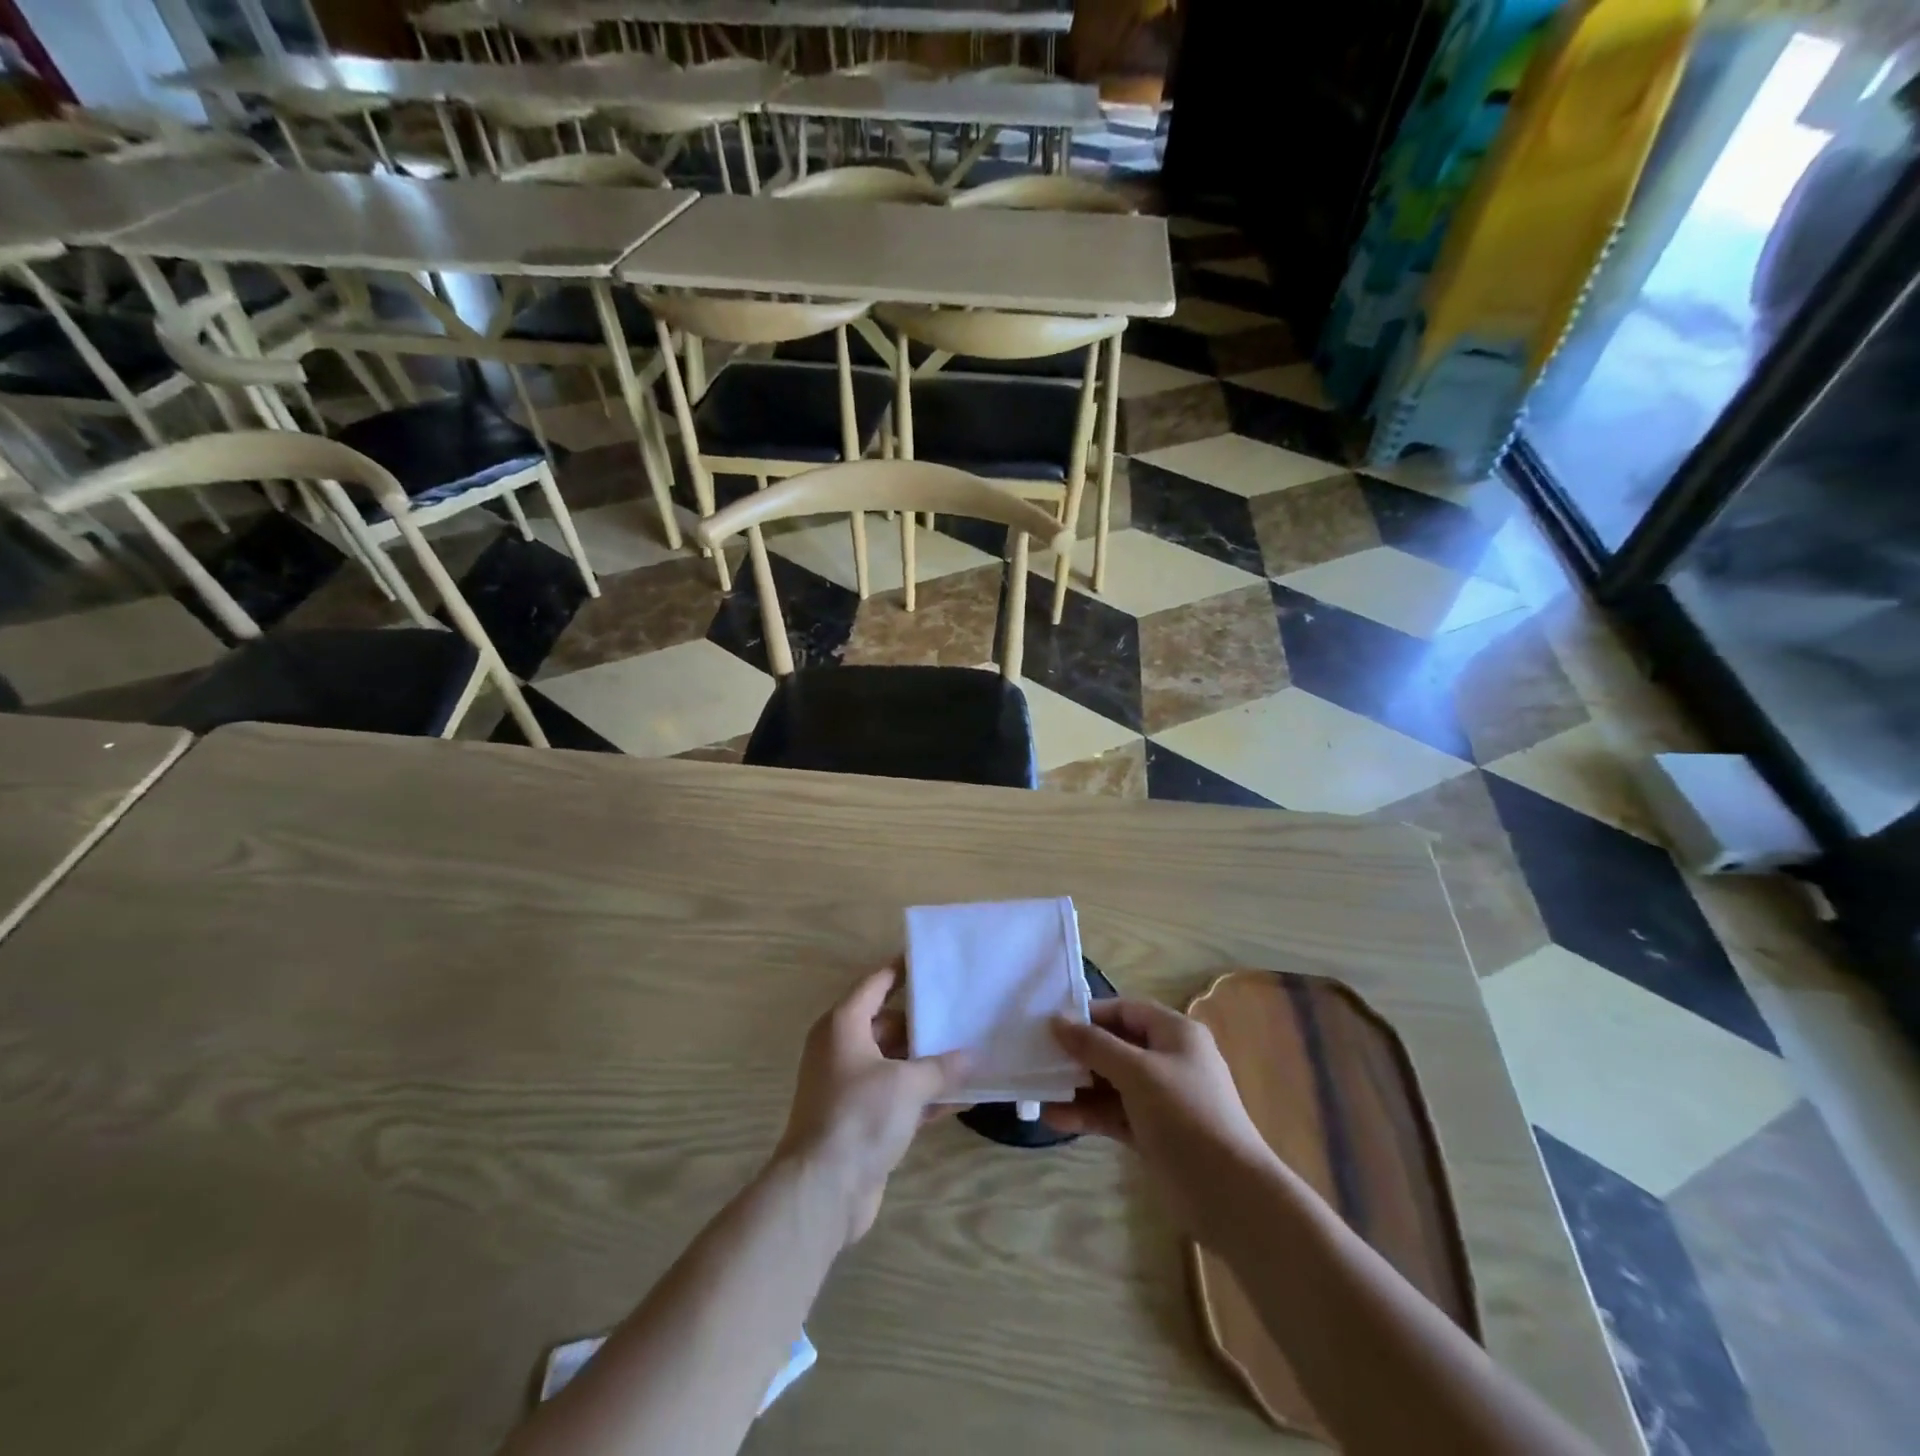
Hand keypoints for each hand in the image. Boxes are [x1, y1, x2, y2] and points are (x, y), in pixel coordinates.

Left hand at [773, 965, 969, 1246]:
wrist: (822, 1189)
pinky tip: (961, 1099)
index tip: (932, 960)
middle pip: (888, 1023)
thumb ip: (942, 1067)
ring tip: (970, 1053)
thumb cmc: (860, 1116)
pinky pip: (897, 1096)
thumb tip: (973, 1056)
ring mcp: (850, 1087)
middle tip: (962, 1013)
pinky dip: (924, 1096)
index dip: (902, 970)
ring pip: (895, 1062)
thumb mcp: (907, 1084)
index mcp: (843, 1026)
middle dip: (924, 1023)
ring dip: (928, 1062)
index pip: (876, 984)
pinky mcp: (861, 1120)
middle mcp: (842, 1049)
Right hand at [1045, 998, 1278, 1246]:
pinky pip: (1114, 1113)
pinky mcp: (1153, 1132)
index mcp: (1174, 1033)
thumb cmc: (1186, 1116)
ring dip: (1078, 1088)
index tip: (1051, 1026)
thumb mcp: (1137, 1073)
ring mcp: (1161, 1098)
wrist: (1230, 1195)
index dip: (1089, 1015)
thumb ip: (1095, 1045)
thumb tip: (1056, 1020)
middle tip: (1038, 1059)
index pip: (1124, 1010)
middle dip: (1078, 1054)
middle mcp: (1168, 1059)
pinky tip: (1054, 1120)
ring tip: (1038, 1093)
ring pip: (1111, 1083)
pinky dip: (1088, 1114)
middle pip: (1115, 1046)